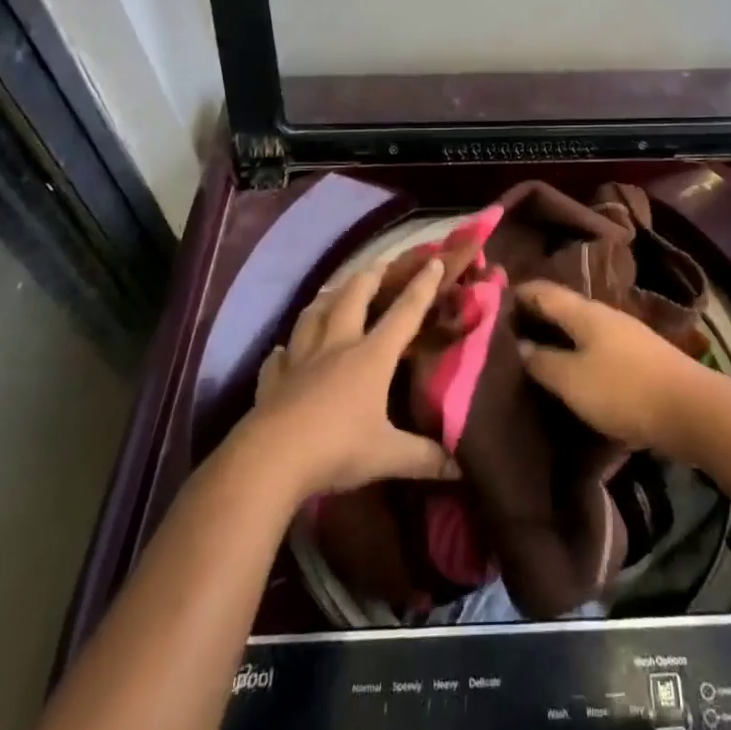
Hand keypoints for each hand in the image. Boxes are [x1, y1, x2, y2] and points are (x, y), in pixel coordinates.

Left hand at [242, 258, 458, 499]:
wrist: (269, 461)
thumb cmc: (336, 449)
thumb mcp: (387, 456)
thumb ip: (425, 457)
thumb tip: (460, 468)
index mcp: (371, 356)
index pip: (404, 313)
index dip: (422, 286)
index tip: (434, 261)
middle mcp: (337, 347)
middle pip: (353, 298)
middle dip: (370, 277)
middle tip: (380, 265)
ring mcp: (301, 361)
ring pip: (312, 317)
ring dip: (325, 300)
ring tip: (332, 292)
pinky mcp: (273, 382)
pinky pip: (278, 358)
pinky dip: (283, 351)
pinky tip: (282, 351)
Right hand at [514, 279, 708, 452]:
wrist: (691, 409)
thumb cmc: (622, 389)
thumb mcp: (571, 380)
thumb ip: (542, 361)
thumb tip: (520, 345)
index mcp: (584, 312)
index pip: (544, 292)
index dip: (519, 293)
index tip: (494, 298)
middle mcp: (604, 314)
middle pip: (564, 308)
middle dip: (538, 315)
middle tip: (508, 329)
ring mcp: (626, 334)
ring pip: (582, 328)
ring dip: (559, 335)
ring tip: (535, 350)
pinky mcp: (640, 356)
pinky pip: (597, 346)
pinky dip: (578, 350)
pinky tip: (572, 368)